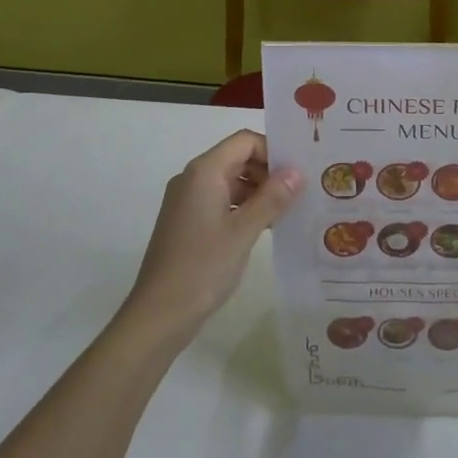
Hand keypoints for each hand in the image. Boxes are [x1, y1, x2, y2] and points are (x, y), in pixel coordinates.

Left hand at [122, 130, 303, 345]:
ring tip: (288, 210)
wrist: (158, 315)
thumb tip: (297, 172)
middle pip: (237, 158)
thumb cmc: (202, 267)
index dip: (273, 150)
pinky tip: (265, 227)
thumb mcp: (244, 231)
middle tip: (299, 192)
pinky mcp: (187, 222)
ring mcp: (187, 201)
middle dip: (268, 171)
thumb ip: (272, 198)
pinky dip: (243, 207)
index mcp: (204, 172)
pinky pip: (221, 201)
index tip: (298, 172)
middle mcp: (193, 179)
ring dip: (258, 191)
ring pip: (230, 181)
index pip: (244, 141)